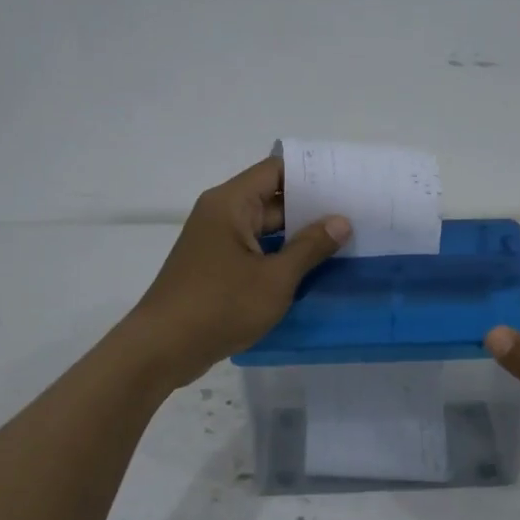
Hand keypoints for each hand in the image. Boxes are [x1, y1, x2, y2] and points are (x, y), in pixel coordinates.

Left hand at [128, 157, 349, 387]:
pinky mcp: (216, 267)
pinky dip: (281, 256)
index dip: (312, 174)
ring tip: (343, 242)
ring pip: (266, 229)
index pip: (277, 171)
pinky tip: (312, 269)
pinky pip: (255, 251)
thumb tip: (341, 221)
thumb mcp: (274, 278)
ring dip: (298, 236)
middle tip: (356, 216)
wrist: (163, 348)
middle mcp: (221, 214)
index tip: (348, 183)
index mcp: (231, 203)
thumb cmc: (220, 306)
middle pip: (272, 198)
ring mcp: (217, 242)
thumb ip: (310, 247)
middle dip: (312, 208)